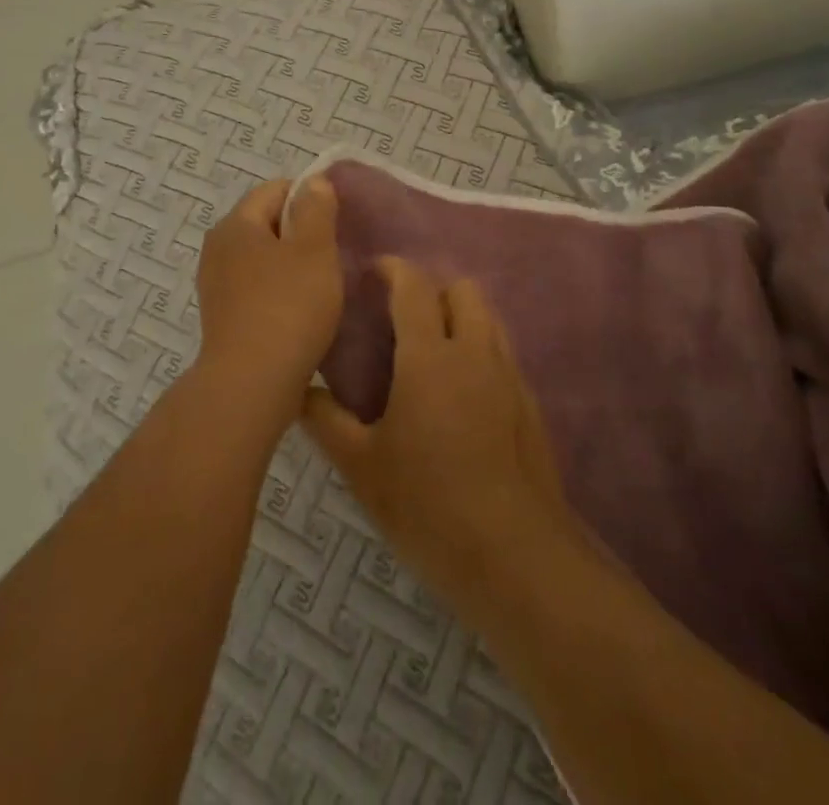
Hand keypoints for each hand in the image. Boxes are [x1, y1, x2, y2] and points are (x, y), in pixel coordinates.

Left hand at [194, 177, 342, 433]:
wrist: (251, 385)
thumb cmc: (288, 308)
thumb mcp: (314, 250)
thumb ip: (316, 210)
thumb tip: (314, 182)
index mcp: (236, 224)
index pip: (276, 190)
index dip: (310, 198)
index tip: (338, 221)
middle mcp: (218, 248)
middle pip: (267, 223)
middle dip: (301, 233)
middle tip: (335, 253)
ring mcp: (217, 285)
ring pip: (263, 258)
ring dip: (292, 265)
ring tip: (323, 285)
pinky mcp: (223, 317)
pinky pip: (256, 289)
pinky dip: (279, 292)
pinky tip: (302, 312)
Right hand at [301, 258, 568, 608]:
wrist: (516, 558)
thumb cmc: (428, 506)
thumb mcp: (361, 468)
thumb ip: (326, 420)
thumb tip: (298, 390)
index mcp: (430, 357)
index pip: (415, 286)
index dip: (393, 269)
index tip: (372, 272)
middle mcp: (476, 353)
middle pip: (462, 289)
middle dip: (432, 289)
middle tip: (401, 317)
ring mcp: (510, 377)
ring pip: (489, 318)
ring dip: (460, 316)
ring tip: (430, 351)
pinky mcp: (530, 405)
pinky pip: (503, 354)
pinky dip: (480, 351)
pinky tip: (460, 395)